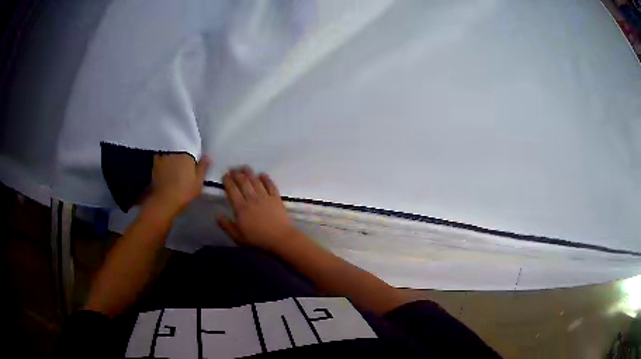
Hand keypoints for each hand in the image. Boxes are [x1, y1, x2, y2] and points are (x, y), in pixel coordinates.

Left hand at [145, 154, 209, 216]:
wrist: (164, 200)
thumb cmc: (184, 191)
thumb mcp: (199, 181)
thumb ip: (203, 167)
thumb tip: (207, 155)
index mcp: (187, 154)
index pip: (192, 148)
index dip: (193, 155)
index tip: (194, 161)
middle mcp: (174, 152)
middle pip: (180, 150)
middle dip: (182, 155)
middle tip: (184, 164)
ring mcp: (163, 157)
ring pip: (170, 153)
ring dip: (172, 158)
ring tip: (175, 166)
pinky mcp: (155, 164)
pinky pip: (161, 159)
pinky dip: (164, 162)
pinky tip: (166, 169)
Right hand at [217, 166, 296, 250]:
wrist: (279, 238)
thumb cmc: (257, 239)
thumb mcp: (237, 236)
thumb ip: (226, 225)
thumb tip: (217, 215)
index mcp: (241, 208)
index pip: (232, 190)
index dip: (227, 181)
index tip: (224, 175)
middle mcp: (252, 199)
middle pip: (243, 182)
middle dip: (237, 174)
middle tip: (233, 169)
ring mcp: (265, 197)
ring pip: (256, 181)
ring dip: (249, 173)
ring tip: (244, 167)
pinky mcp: (276, 198)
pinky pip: (270, 185)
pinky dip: (266, 179)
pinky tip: (262, 174)